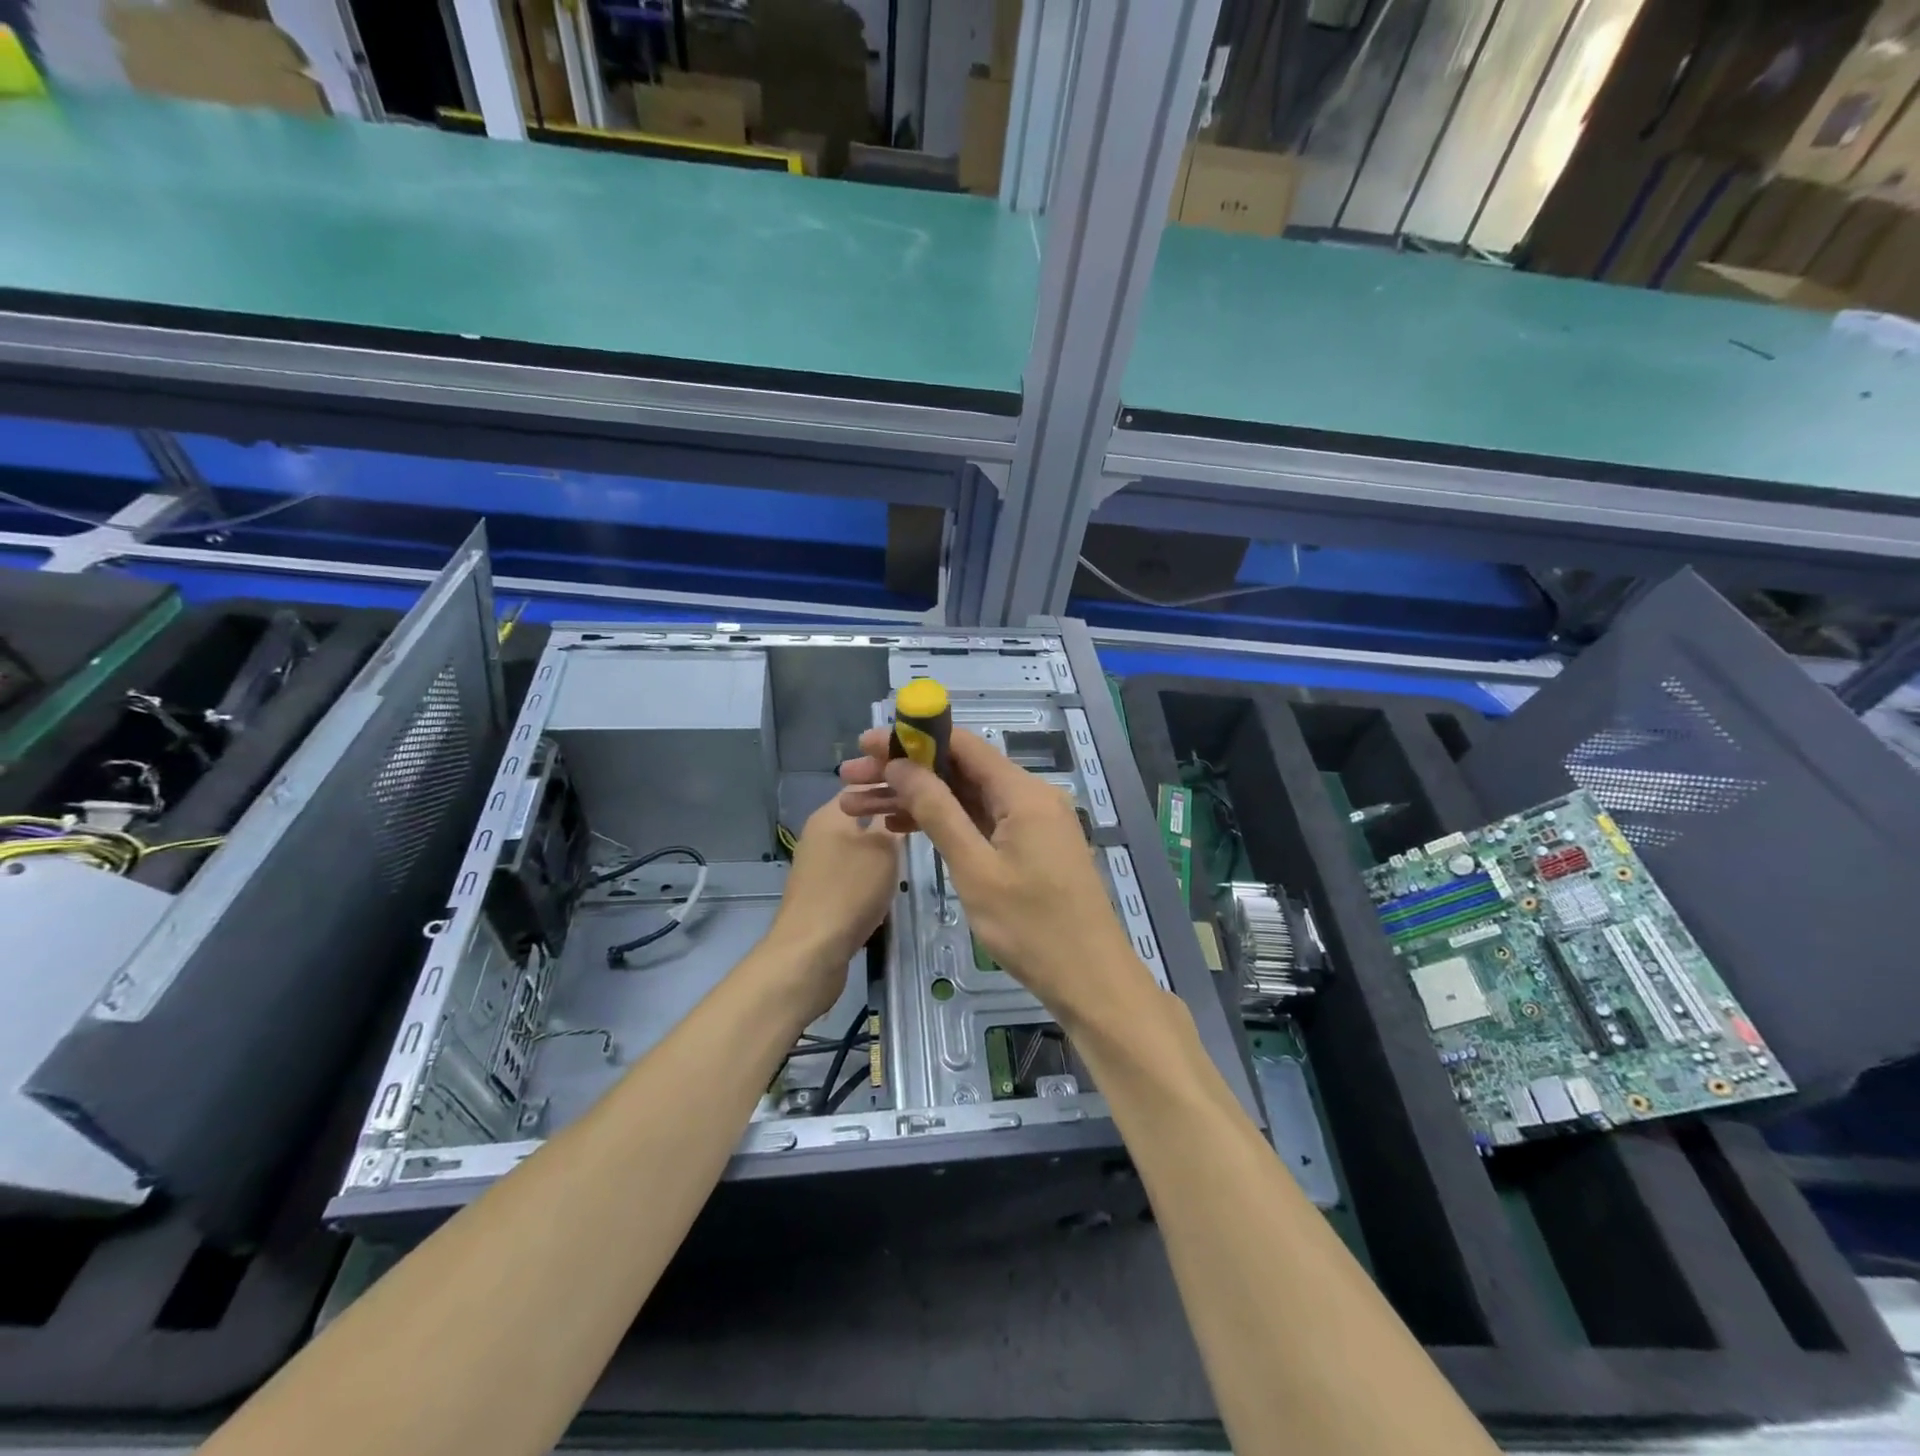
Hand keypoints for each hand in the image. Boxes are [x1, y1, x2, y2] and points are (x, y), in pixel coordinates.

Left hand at [767, 799, 898, 1018]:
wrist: (811, 951)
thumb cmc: (850, 891)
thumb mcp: (883, 850)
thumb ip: (892, 823)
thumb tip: (895, 803)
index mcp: (829, 815)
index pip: (862, 787)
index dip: (890, 787)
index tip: (920, 794)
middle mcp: (818, 835)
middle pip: (858, 818)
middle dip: (888, 823)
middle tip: (921, 828)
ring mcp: (816, 866)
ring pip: (855, 847)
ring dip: (879, 852)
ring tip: (909, 858)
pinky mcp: (818, 893)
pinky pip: (849, 874)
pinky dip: (868, 877)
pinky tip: (885, 889)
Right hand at [837, 727, 1152, 1026]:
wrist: (1090, 980)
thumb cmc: (1032, 927)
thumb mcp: (975, 869)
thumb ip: (938, 812)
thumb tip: (901, 764)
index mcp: (1023, 792)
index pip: (962, 745)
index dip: (912, 739)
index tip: (867, 744)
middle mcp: (1029, 797)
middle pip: (958, 770)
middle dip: (903, 773)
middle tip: (850, 778)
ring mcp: (1030, 823)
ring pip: (963, 798)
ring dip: (915, 800)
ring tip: (857, 805)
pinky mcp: (1027, 847)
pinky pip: (978, 822)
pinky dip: (942, 823)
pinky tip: (899, 828)